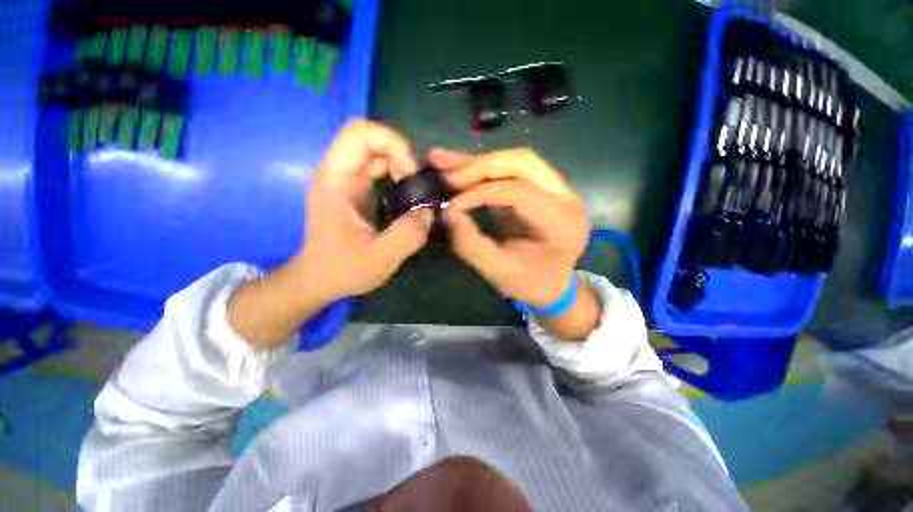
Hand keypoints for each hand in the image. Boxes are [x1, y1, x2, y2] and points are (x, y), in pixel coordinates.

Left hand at [228, 120, 430, 347]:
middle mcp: (339, 173)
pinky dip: (399, 177)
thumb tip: (429, 211)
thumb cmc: (342, 269)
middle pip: (372, 139)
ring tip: (416, 194)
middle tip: (417, 186)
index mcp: (336, 180)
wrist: (320, 279)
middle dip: (402, 156)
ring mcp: (347, 180)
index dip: (392, 144)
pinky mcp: (356, 190)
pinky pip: (380, 169)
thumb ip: (409, 234)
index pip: (360, 133)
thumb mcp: (380, 258)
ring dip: (402, 167)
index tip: (410, 175)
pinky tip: (407, 199)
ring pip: (378, 153)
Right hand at [430, 148, 590, 307]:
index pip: (520, 192)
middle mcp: (566, 197)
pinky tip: (456, 163)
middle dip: (480, 166)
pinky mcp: (541, 187)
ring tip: (442, 159)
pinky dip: (482, 168)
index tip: (451, 205)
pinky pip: (511, 170)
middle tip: (447, 176)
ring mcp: (557, 188)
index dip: (481, 193)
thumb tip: (447, 211)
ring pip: (515, 161)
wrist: (551, 284)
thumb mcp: (497, 271)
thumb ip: (471, 244)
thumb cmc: (528, 282)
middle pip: (523, 163)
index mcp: (562, 222)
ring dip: (477, 162)